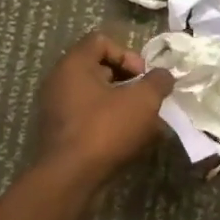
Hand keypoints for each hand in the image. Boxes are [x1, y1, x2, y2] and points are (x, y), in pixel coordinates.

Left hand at [35, 31, 173, 185]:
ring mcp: (56, 108)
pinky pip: (88, 116)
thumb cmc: (105, 130)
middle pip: (99, 67)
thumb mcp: (143, 101)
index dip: (128, 54)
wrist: (70, 179)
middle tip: (146, 99)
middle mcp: (59, 81)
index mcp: (74, 64)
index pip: (101, 40)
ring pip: (95, 95)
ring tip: (142, 122)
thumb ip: (158, 81)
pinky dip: (108, 122)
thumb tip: (163, 75)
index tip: (143, 77)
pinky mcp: (59, 132)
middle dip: (128, 81)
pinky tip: (127, 139)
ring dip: (121, 104)